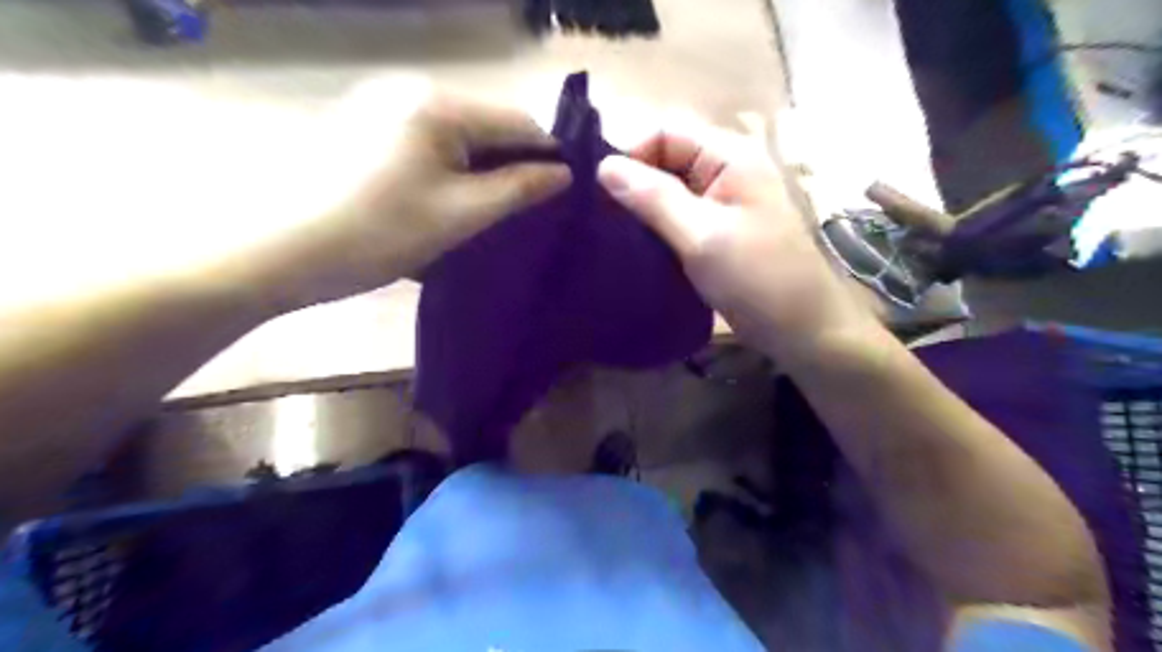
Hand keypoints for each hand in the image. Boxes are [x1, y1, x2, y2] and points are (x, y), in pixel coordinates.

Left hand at [241, 89, 572, 313]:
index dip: (548, 156)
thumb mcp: (460, 215)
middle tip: (525, 211)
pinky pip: (427, 144)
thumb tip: (563, 173)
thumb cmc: (377, 233)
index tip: (563, 195)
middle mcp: (410, 91)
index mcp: (438, 105)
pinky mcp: (363, 128)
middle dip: (511, 166)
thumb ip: (518, 189)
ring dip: (480, 171)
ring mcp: (382, 107)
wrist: (276, 251)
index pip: (518, 122)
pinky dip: (448, 170)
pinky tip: (446, 202)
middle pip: (486, 126)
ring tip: (489, 212)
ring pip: (457, 137)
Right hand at [599, 119, 871, 357]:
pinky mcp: (716, 230)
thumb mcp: (701, 237)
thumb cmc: (757, 280)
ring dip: (641, 206)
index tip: (601, 194)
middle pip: (666, 158)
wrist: (801, 330)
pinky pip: (677, 214)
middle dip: (633, 182)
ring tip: (610, 231)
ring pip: (668, 188)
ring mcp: (721, 201)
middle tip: (600, 217)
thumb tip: (604, 167)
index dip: (631, 154)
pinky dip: (654, 225)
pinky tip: (633, 243)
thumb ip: (654, 198)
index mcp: (730, 156)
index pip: (666, 132)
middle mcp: (725, 169)